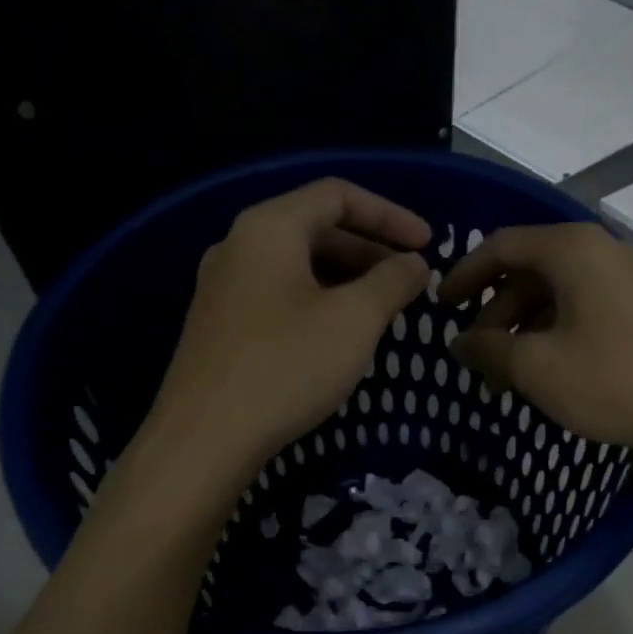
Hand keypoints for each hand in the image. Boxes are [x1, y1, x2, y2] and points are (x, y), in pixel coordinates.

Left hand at [141, 179, 429, 479]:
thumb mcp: (355, 320)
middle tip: (409, 280)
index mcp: (269, 228)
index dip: (390, 214)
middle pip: (315, 227)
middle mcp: (238, 245)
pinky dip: (318, 300)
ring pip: (297, 264)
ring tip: (382, 308)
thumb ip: (392, 281)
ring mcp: (223, 287)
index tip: (428, 243)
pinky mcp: (219, 325)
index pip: (337, 195)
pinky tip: (339, 335)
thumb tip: (414, 263)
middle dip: (370, 249)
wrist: (204, 438)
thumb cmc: (286, 366)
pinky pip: (278, 294)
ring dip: (346, 277)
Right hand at [440, 222, 632, 460]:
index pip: (500, 247)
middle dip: (495, 315)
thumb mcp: (537, 368)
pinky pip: (583, 306)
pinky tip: (548, 371)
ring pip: (556, 293)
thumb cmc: (614, 381)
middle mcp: (600, 249)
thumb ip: (489, 350)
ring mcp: (627, 275)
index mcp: (571, 249)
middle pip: (528, 271)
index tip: (440, 307)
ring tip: (508, 379)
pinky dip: (555, 332)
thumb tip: (461, 343)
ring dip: (524, 330)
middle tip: (478, 360)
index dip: (463, 276)